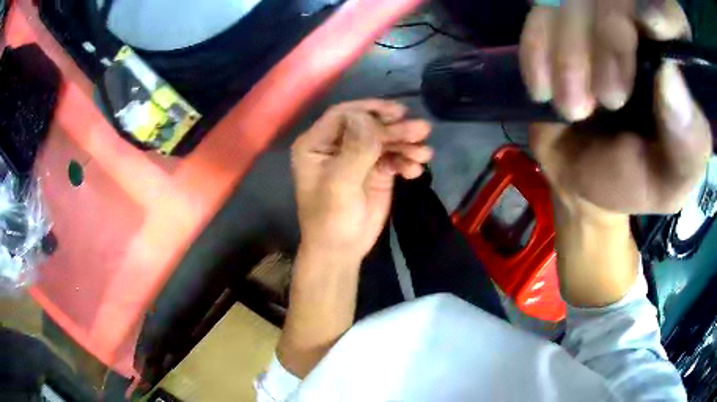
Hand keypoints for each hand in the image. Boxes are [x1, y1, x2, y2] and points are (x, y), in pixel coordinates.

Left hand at [291, 100, 431, 262]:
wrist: (342, 250)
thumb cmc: (331, 218)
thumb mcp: (340, 184)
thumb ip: (356, 149)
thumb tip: (369, 118)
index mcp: (316, 144)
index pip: (343, 115)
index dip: (370, 110)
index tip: (396, 114)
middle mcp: (337, 145)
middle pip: (368, 125)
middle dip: (395, 128)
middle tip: (421, 130)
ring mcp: (358, 157)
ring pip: (385, 140)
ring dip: (406, 143)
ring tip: (424, 154)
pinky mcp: (376, 170)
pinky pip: (394, 157)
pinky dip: (407, 160)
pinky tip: (415, 170)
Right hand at [523, 3, 711, 218]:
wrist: (582, 176)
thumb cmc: (634, 178)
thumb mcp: (670, 179)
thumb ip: (686, 144)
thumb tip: (670, 74)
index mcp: (670, 59)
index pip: (657, 13)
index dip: (644, 23)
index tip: (637, 65)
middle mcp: (635, 26)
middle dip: (605, 44)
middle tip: (606, 101)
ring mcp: (591, 20)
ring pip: (571, 0)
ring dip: (567, 54)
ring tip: (572, 108)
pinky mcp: (557, 26)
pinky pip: (538, 11)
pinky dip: (536, 47)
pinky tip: (542, 88)